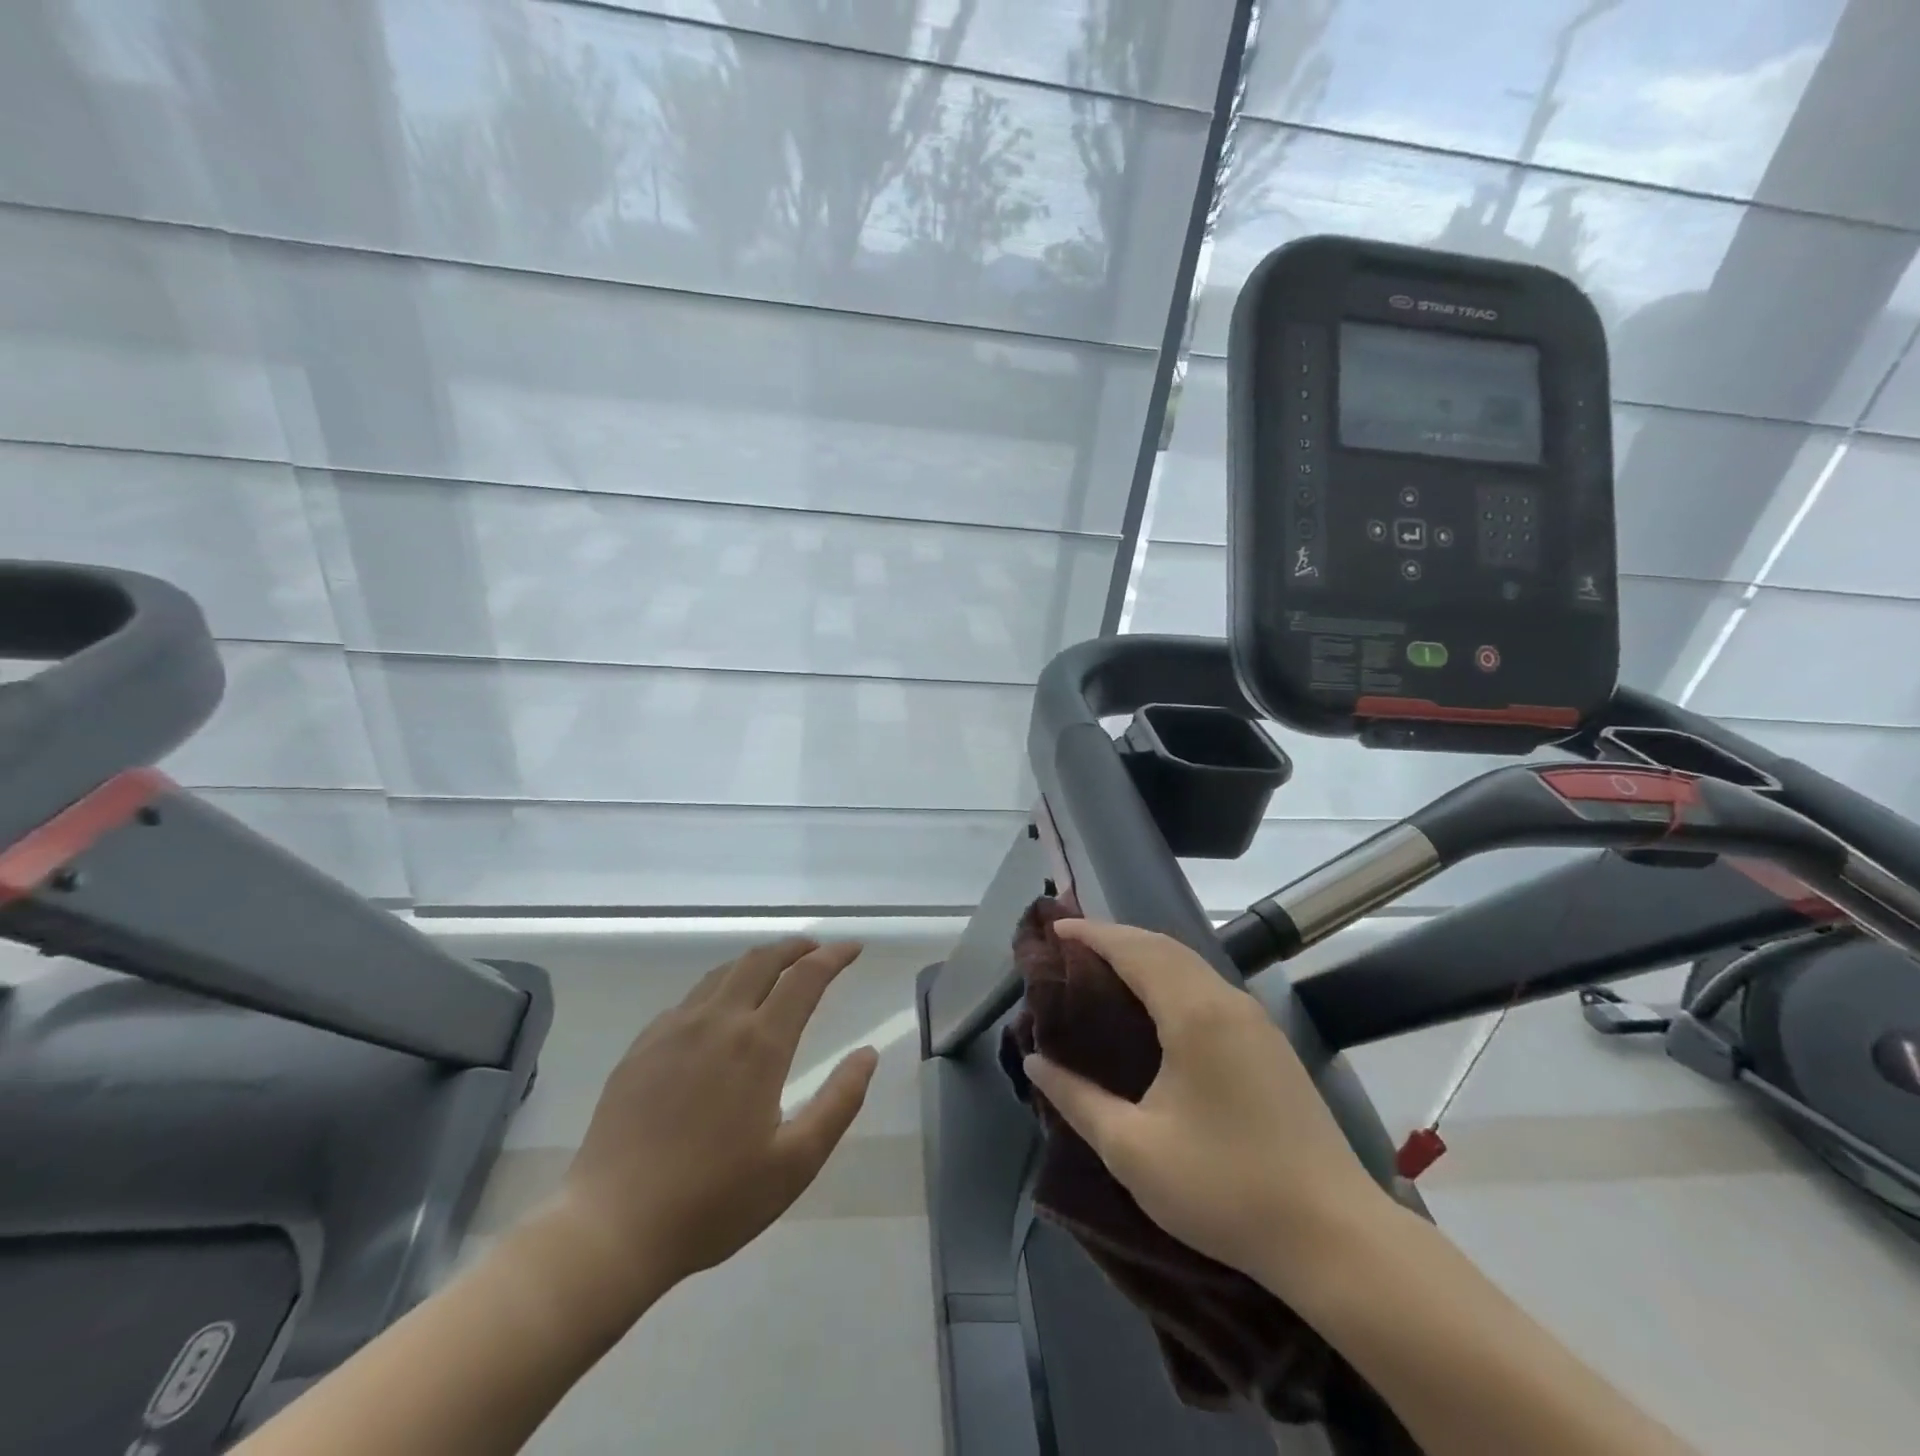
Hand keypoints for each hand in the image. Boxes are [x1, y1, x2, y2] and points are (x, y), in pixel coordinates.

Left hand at [549, 938, 878, 1308]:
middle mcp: (718, 1022)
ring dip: (757, 961)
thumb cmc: (713, 1201)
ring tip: (775, 968)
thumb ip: (839, 1102)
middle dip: (795, 947)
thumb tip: (868, 1053)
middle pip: (762, 960)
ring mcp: (674, 1029)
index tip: (853, 948)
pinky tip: (720, 1010)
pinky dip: (720, 987)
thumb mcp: (795, 1163)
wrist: (610, 1227)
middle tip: (816, 949)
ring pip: (724, 973)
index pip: (805, 978)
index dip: (834, 956)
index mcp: (759, 1045)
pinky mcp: (642, 1046)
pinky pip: (690, 998)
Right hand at [1024, 920, 1389, 1290]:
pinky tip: (1157, 1003)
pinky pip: (1209, 987)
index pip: (1135, 951)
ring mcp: (1256, 1020)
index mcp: (1194, 1013)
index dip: (1092, 934)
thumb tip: (1035, 1062)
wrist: (1336, 1237)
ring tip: (1106, 966)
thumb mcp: (1134, 1151)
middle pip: (1163, 947)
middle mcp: (1227, 1001)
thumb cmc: (1225, 1188)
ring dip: (1146, 955)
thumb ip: (1077, 1100)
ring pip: (1191, 965)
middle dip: (1116, 937)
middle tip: (1072, 944)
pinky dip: (1172, 976)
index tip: (1055, 930)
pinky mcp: (1270, 1044)